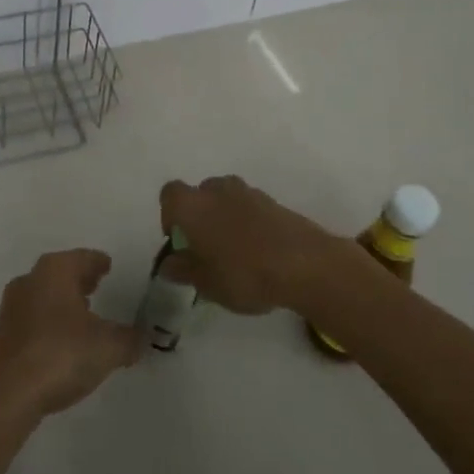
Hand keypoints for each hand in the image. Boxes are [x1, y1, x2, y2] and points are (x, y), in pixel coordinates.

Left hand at [0, 249, 144, 423]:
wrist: (7, 394)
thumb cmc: (61, 355)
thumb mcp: (109, 347)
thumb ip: (130, 339)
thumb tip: (144, 336)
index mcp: (55, 270)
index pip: (83, 257)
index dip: (98, 262)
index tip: (108, 266)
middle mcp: (31, 280)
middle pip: (61, 272)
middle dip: (80, 278)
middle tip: (99, 284)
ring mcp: (13, 306)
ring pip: (45, 293)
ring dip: (64, 300)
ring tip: (85, 313)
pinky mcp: (4, 334)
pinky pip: (35, 316)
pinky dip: (51, 320)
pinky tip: (64, 339)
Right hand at [158, 176, 340, 314]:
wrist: (305, 264)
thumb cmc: (244, 274)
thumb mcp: (206, 283)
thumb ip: (183, 270)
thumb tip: (169, 264)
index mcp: (193, 206)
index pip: (169, 194)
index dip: (170, 215)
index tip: (179, 240)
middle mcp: (217, 190)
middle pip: (200, 193)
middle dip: (200, 216)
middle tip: (207, 247)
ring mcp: (249, 193)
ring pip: (226, 198)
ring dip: (225, 217)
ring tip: (235, 251)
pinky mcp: (274, 202)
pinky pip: (250, 207)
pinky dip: (248, 222)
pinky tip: (259, 251)